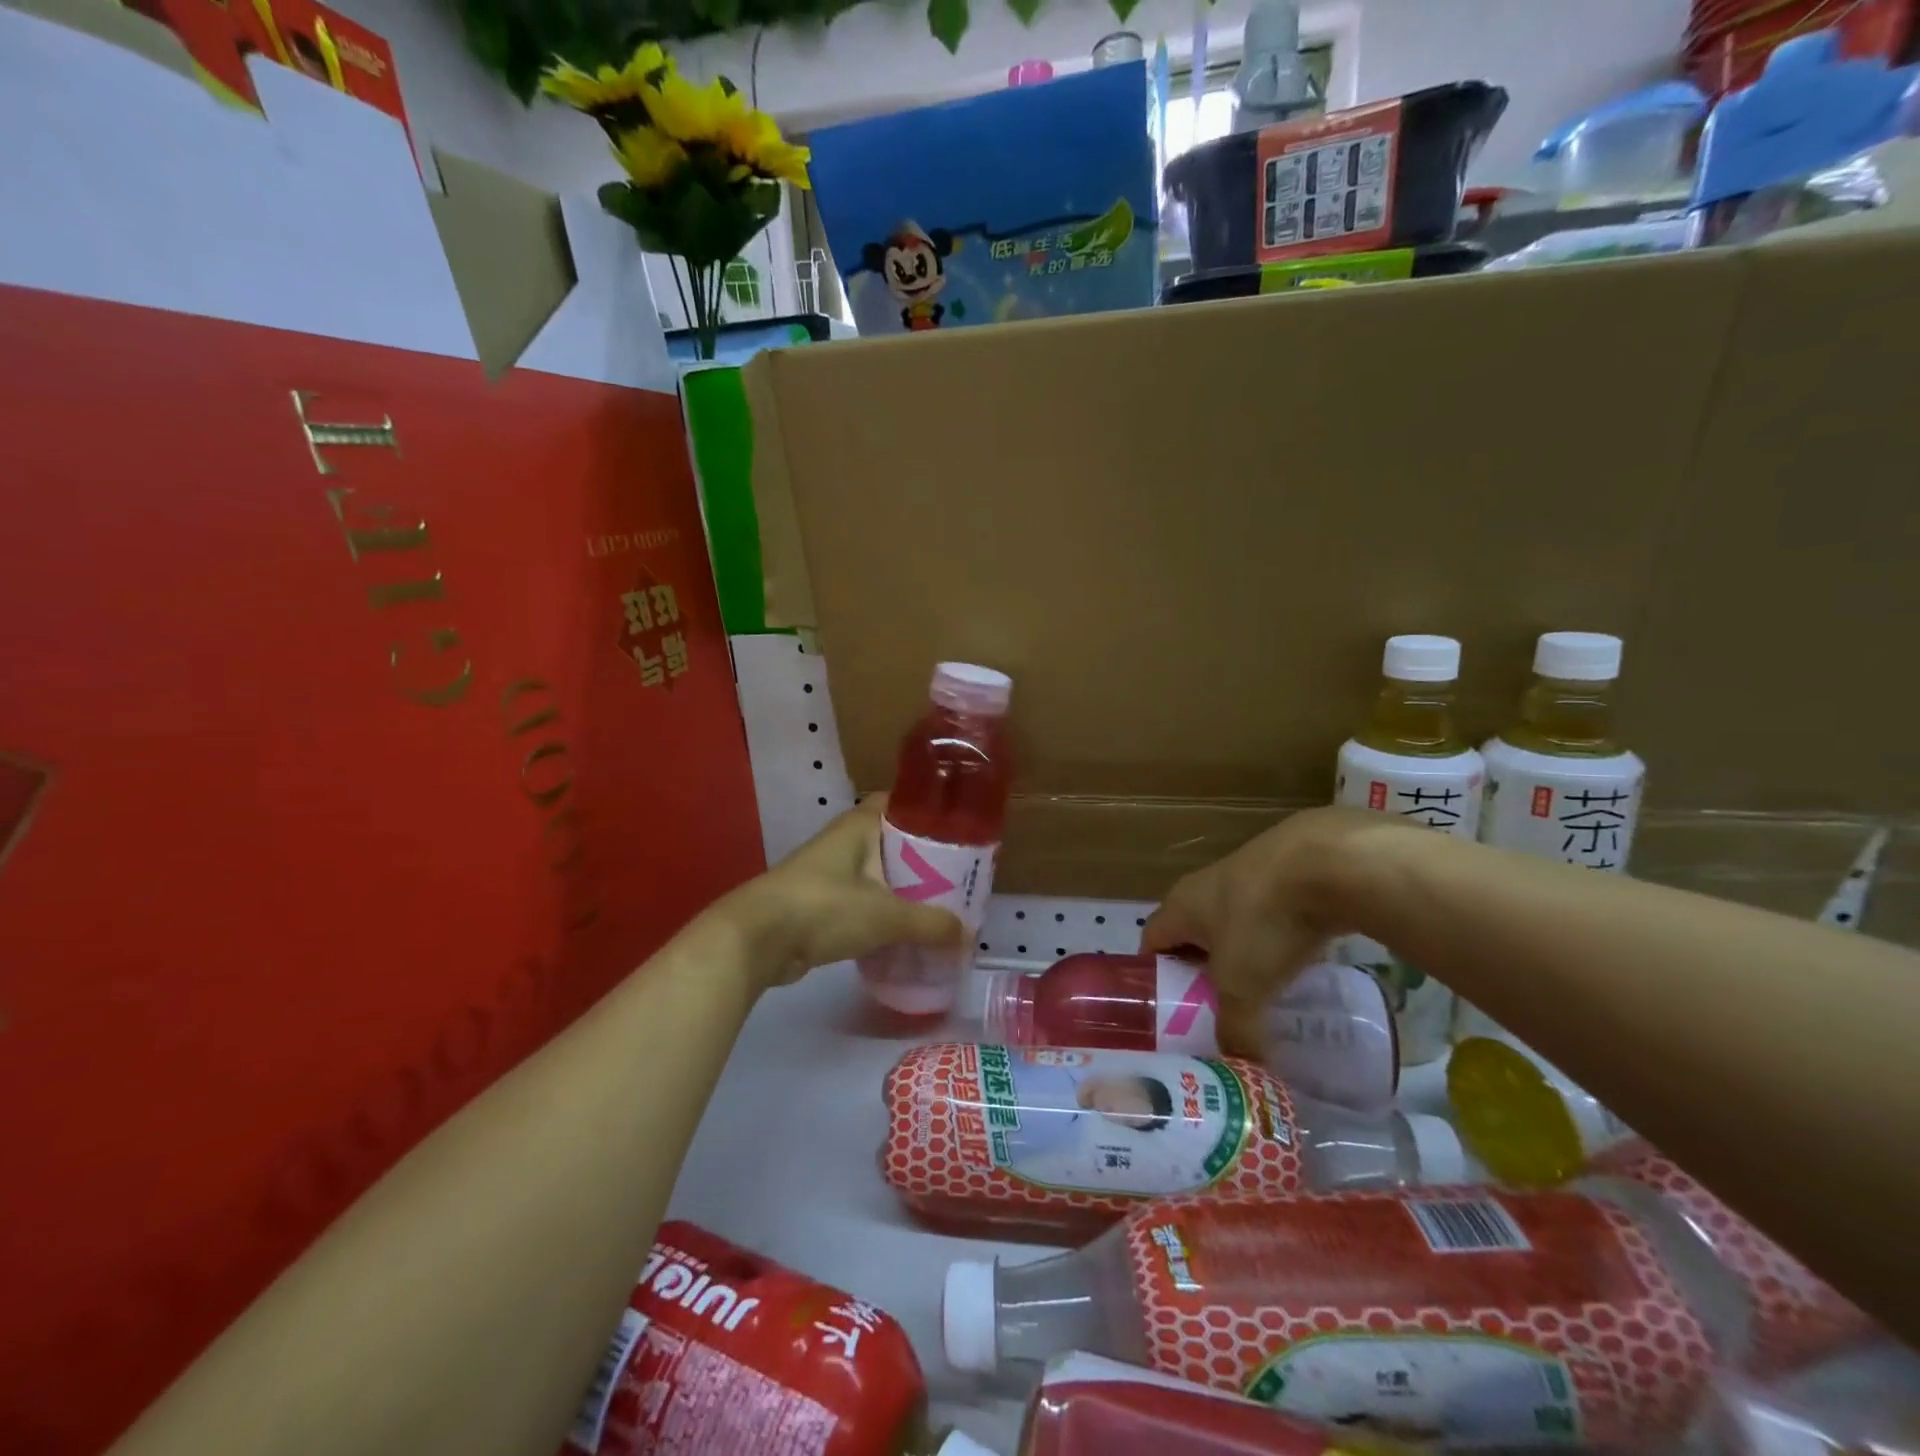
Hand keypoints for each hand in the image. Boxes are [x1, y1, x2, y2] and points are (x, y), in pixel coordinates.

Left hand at [725, 795, 964, 989]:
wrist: (756, 940)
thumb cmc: (824, 908)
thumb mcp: (886, 915)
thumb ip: (929, 924)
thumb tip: (966, 935)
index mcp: (860, 826)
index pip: (900, 803)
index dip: (928, 812)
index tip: (959, 830)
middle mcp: (845, 842)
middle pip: (894, 842)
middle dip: (924, 859)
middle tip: (960, 878)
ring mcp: (830, 873)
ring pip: (878, 875)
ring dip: (904, 890)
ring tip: (940, 907)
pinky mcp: (820, 904)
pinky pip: (863, 902)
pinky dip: (883, 914)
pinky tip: (905, 933)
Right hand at [1141, 806, 1412, 1023]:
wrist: (1329, 862)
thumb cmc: (1265, 922)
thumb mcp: (1243, 986)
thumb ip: (1235, 1028)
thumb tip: (1240, 1066)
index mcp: (1180, 907)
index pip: (1150, 941)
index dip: (1155, 976)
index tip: (1171, 1012)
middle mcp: (1204, 886)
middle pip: (1192, 933)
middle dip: (1202, 969)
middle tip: (1219, 1009)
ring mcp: (1247, 874)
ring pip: (1234, 922)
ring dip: (1243, 953)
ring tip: (1263, 990)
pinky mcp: (1287, 871)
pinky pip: (1271, 912)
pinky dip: (1279, 937)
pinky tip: (1301, 960)